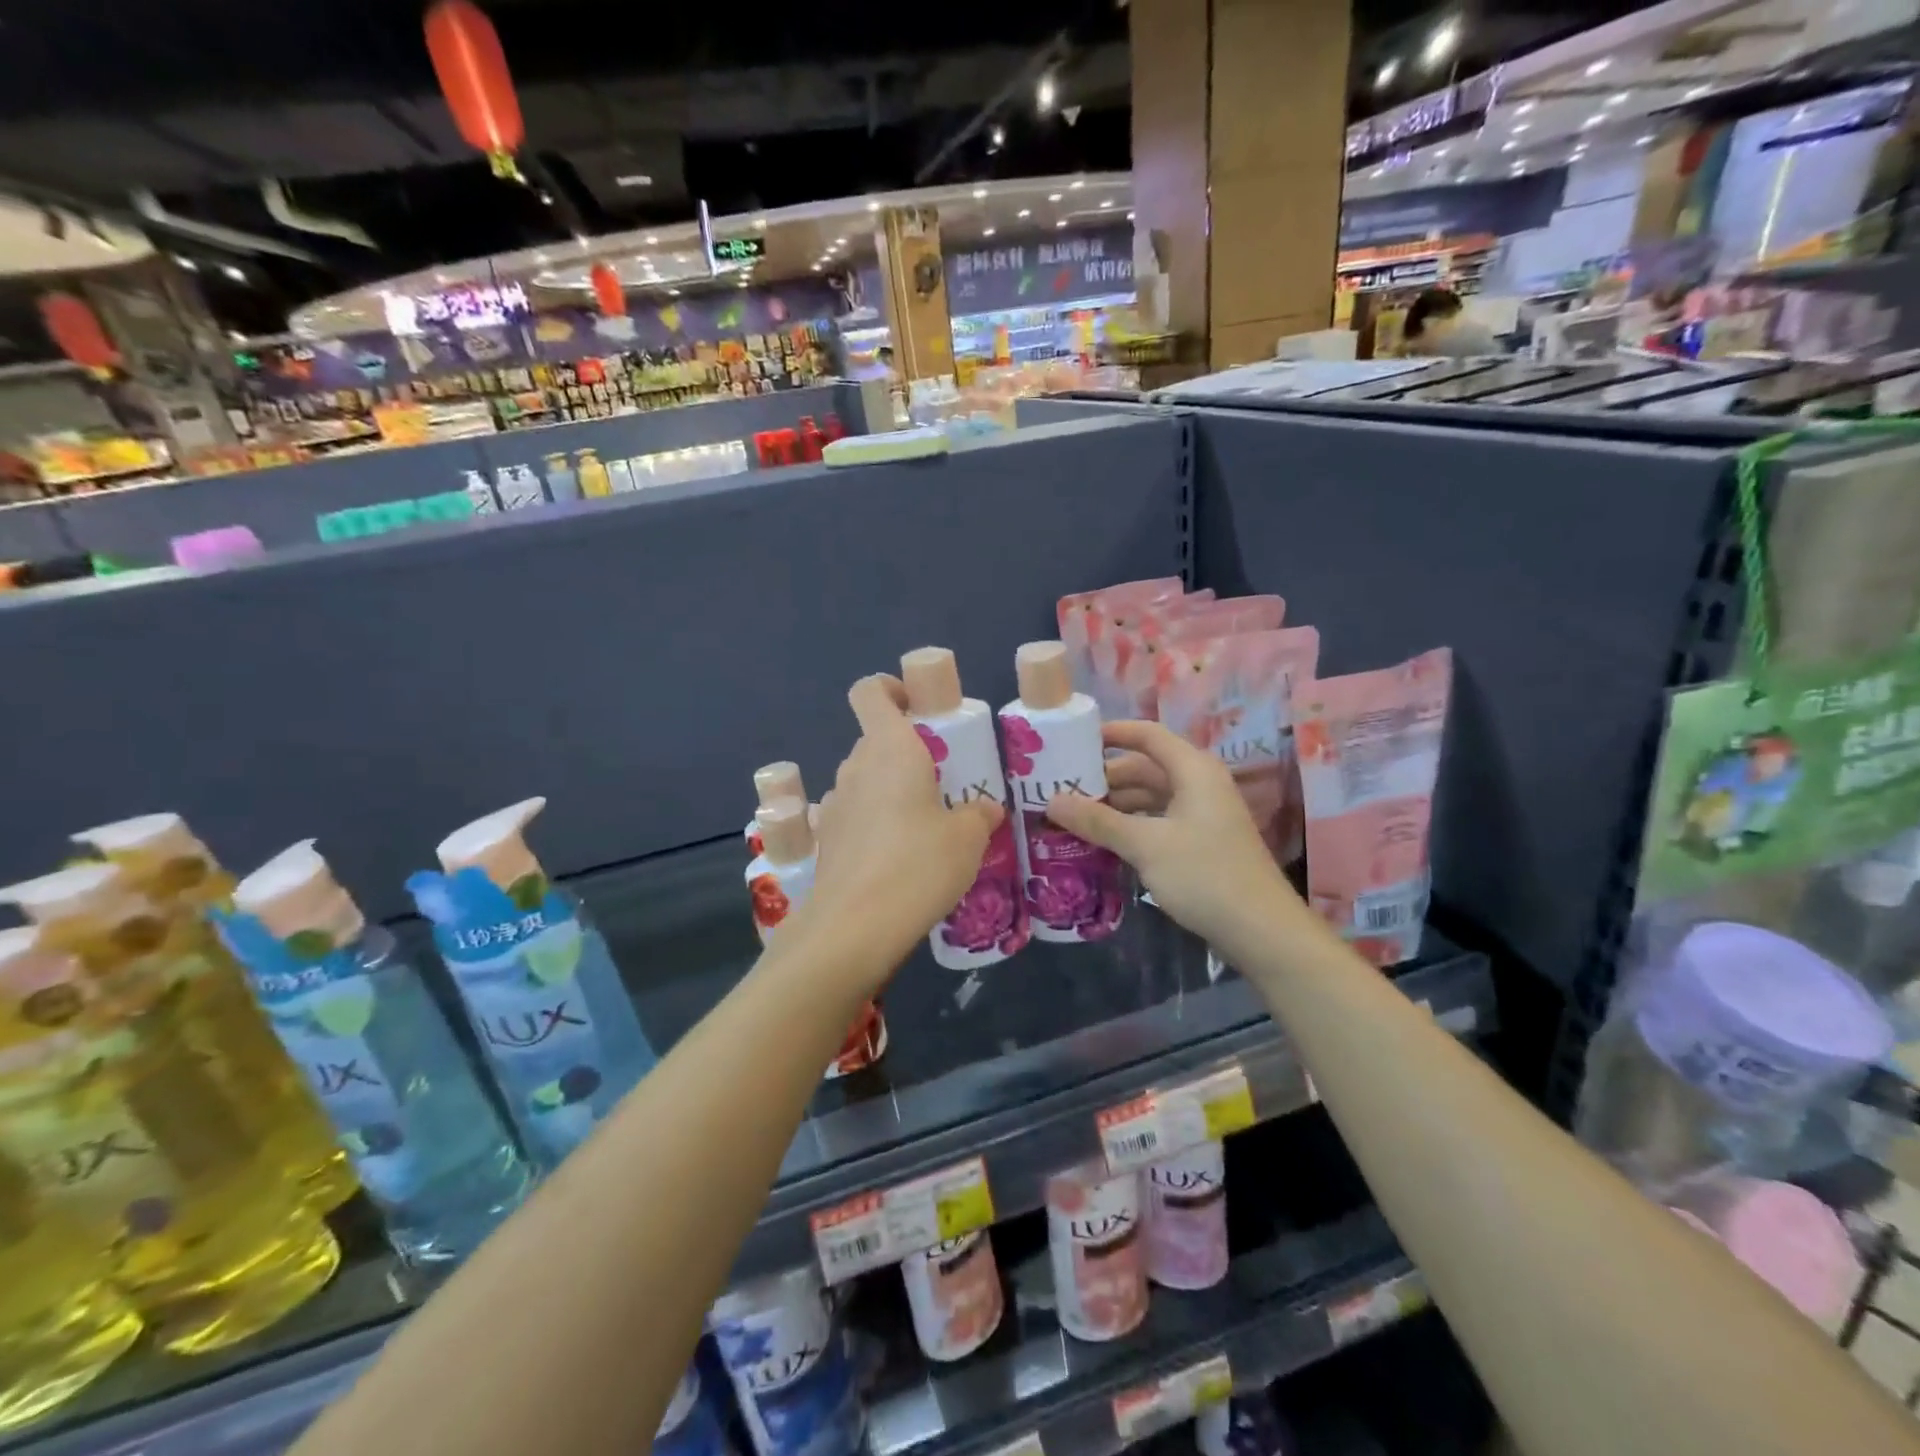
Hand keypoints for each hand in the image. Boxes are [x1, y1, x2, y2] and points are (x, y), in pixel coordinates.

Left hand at [799, 675, 1002, 970]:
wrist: (854, 927)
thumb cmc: (918, 864)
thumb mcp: (967, 838)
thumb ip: (979, 814)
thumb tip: (986, 809)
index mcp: (890, 748)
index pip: (872, 691)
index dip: (892, 688)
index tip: (920, 708)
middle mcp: (855, 767)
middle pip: (876, 740)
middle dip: (908, 753)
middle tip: (944, 782)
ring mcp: (835, 804)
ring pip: (866, 780)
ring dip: (892, 791)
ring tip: (926, 827)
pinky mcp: (827, 840)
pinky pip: (856, 816)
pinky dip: (876, 824)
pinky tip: (900, 859)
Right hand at [1045, 721, 1304, 957]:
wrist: (1262, 931)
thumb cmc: (1205, 875)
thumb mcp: (1145, 845)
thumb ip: (1098, 821)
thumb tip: (1052, 801)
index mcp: (1193, 770)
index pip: (1147, 734)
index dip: (1112, 733)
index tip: (1073, 740)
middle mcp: (1198, 785)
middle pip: (1144, 768)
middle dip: (1104, 778)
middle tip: (1060, 788)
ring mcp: (1201, 816)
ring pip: (1149, 799)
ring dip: (1114, 806)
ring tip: (1072, 817)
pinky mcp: (1200, 844)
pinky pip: (1156, 822)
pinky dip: (1129, 827)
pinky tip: (1101, 842)